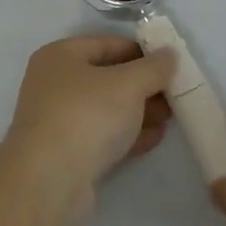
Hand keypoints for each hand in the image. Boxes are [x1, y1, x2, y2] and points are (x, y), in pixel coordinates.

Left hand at [0, 36, 174, 224]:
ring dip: (139, 111)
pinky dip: (127, 134)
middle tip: (175, 93)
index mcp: (60, 56)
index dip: (141, 51)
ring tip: (171, 117)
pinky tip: (154, 138)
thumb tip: (169, 54)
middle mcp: (55, 84)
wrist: (50, 180)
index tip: (171, 63)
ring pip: (107, 108)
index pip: (107, 44)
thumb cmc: (87, 115)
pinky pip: (102, 135)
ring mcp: (59, 120)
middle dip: (143, 85)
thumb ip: (153, 68)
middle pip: (107, 77)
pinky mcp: (67, 153)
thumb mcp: (128, 84)